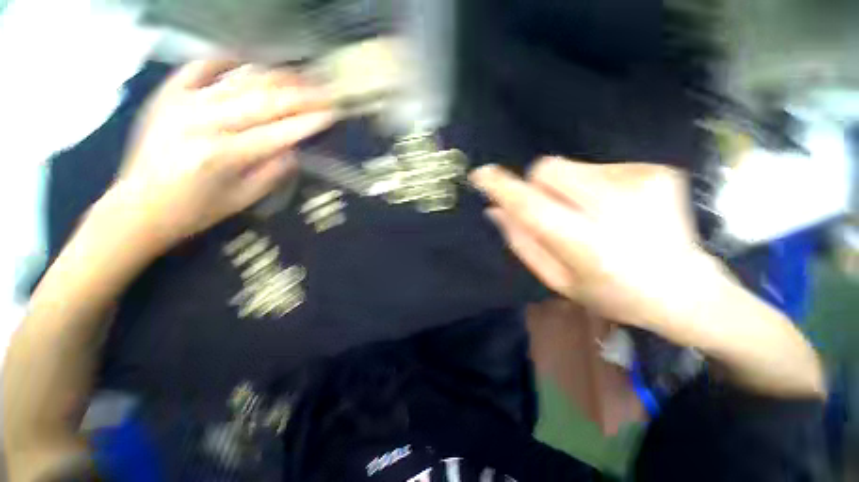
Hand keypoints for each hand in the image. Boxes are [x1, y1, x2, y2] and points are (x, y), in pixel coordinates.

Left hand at [114, 60, 333, 249]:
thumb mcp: (243, 201)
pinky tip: (250, 57)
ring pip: (241, 81)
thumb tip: (294, 149)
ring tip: (302, 75)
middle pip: (265, 101)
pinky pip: (201, 66)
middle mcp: (204, 122)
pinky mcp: (169, 94)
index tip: (333, 113)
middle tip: (327, 90)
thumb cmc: (194, 211)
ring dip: (277, 77)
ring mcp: (184, 102)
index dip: (310, 122)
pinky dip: (227, 59)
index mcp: (224, 155)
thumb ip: (272, 173)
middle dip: (302, 95)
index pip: (279, 133)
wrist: (137, 207)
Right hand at [470, 157, 704, 326]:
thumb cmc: (611, 292)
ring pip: (570, 166)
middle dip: (538, 187)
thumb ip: (522, 243)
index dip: (501, 187)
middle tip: (555, 212)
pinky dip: (593, 185)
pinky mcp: (657, 171)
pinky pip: (599, 167)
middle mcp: (615, 207)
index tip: (480, 175)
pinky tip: (615, 210)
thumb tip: (495, 210)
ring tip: (589, 214)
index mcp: (586, 244)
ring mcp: (641, 182)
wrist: (686, 290)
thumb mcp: (556, 279)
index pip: (530, 205)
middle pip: (547, 169)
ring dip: (566, 188)